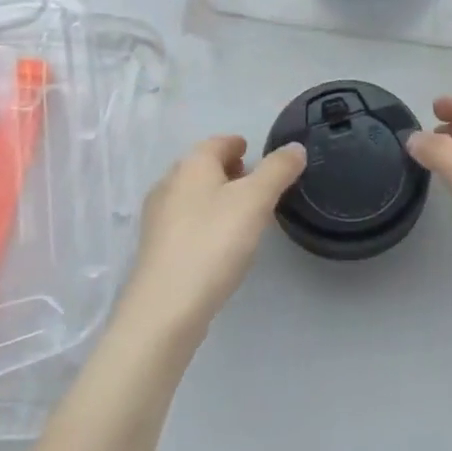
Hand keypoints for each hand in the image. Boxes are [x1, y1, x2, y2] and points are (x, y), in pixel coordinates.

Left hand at [116, 135, 305, 345]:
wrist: (165, 308)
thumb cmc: (214, 242)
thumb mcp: (256, 200)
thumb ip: (278, 170)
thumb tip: (295, 148)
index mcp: (192, 165)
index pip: (218, 142)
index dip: (238, 144)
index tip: (254, 152)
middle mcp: (169, 183)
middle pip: (202, 167)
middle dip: (227, 169)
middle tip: (254, 183)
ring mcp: (158, 218)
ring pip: (192, 195)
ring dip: (216, 196)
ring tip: (242, 213)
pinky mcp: (156, 249)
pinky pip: (185, 222)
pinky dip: (204, 220)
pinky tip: (219, 242)